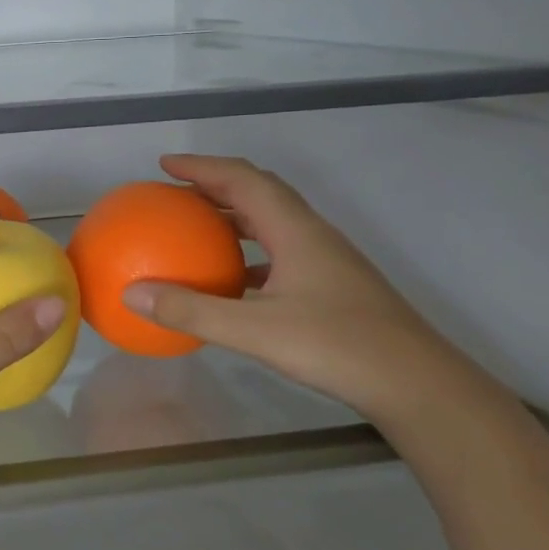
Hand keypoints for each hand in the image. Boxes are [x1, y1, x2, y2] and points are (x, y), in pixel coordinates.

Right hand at [121, 155, 507, 433]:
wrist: (418, 384)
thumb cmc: (338, 347)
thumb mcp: (255, 330)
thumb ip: (192, 311)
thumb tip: (131, 294)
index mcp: (296, 231)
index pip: (243, 180)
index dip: (203, 167)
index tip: (165, 165)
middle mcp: (312, 235)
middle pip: (260, 192)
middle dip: (216, 184)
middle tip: (176, 190)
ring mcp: (327, 261)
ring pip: (273, 222)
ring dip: (234, 216)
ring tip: (198, 227)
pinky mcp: (333, 286)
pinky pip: (281, 252)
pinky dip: (250, 252)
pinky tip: (233, 281)